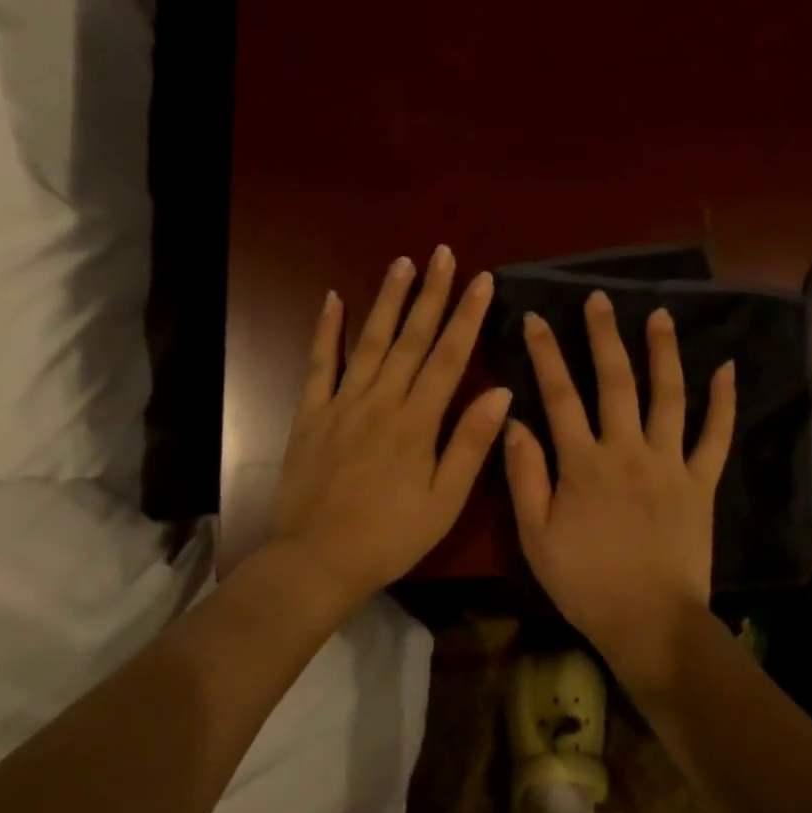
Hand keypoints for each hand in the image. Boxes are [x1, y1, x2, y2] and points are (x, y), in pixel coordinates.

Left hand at [274, 246, 510, 607]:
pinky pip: (319, 364)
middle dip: (431, 294)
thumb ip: (470, 444)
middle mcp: (381, 401)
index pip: (449, 357)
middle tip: (443, 253)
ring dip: (388, 300)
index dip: (467, 316)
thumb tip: (501, 391)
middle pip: (411, 339)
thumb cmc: (391, 536)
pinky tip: (333, 299)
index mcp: (417, 421)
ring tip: (402, 262)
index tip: (481, 280)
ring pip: (370, 341)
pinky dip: (326, 330)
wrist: (319, 559)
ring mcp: (342, 403)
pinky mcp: (311, 414)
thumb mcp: (444, 501)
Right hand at [504, 291, 734, 692]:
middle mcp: (627, 449)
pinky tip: (727, 368)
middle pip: (614, 381)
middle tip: (599, 299)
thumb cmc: (585, 582)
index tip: (537, 319)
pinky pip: (716, 435)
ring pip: (667, 395)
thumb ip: (524, 475)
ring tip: (659, 315)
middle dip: (603, 336)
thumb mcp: (535, 535)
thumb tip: (514, 421)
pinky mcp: (701, 482)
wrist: (649, 620)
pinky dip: (723, 401)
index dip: (546, 354)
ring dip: (663, 352)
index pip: (559, 395)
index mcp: (583, 462)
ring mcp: (670, 462)